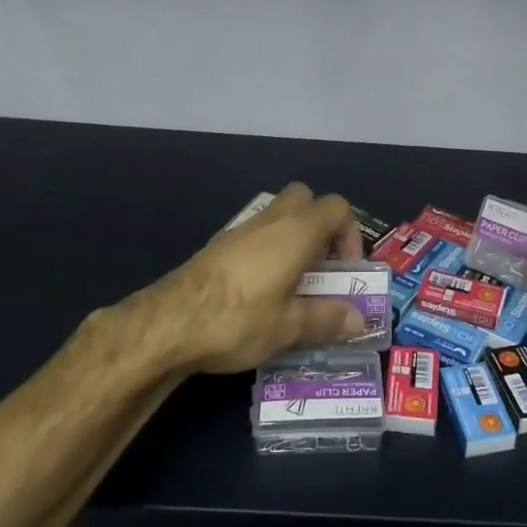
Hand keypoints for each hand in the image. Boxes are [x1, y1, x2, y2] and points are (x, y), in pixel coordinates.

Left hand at [137, 183, 367, 374]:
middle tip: (320, 267)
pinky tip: (259, 290)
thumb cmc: (238, 319)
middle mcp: (271, 220)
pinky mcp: (218, 245)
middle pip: (306, 199)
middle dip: (320, 227)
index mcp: (297, 231)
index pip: (337, 208)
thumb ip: (327, 319)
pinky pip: (255, 234)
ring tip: (292, 284)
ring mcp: (241, 229)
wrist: (168, 322)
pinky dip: (267, 250)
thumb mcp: (289, 327)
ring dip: (293, 239)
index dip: (350, 234)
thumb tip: (359, 320)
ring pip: (278, 216)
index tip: (344, 271)